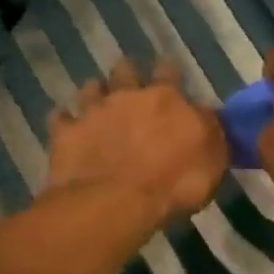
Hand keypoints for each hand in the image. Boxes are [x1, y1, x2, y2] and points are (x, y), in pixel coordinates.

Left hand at [46, 59, 227, 230]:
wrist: (115, 203)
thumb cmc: (174, 183)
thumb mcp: (213, 159)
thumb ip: (210, 131)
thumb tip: (207, 114)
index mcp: (166, 98)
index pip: (169, 71)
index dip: (169, 71)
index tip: (168, 74)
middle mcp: (128, 95)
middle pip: (125, 69)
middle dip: (128, 74)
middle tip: (130, 86)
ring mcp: (93, 112)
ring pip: (91, 87)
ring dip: (95, 93)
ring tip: (98, 104)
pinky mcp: (66, 133)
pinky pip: (60, 118)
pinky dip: (65, 121)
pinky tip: (68, 127)